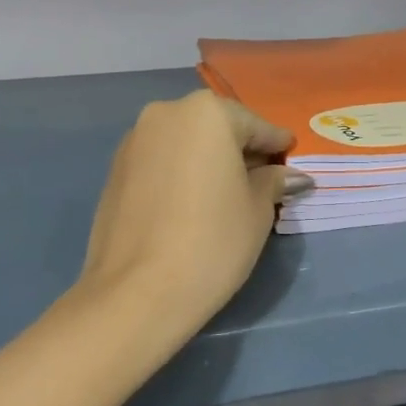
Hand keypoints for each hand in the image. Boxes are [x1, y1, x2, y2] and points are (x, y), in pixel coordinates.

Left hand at [75, 91, 311, 336]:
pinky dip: (180, 172)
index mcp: (206, 113)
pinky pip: (160, 161)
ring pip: (184, 142)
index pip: (254, 125)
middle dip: (239, 149)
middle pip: (215, 127)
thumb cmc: (212, 241)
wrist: (136, 292)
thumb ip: (273, 181)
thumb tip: (288, 175)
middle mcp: (166, 113)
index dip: (276, 144)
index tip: (290, 156)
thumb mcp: (257, 210)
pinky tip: (192, 201)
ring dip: (207, 160)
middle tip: (263, 177)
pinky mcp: (114, 170)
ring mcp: (134, 141)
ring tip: (226, 192)